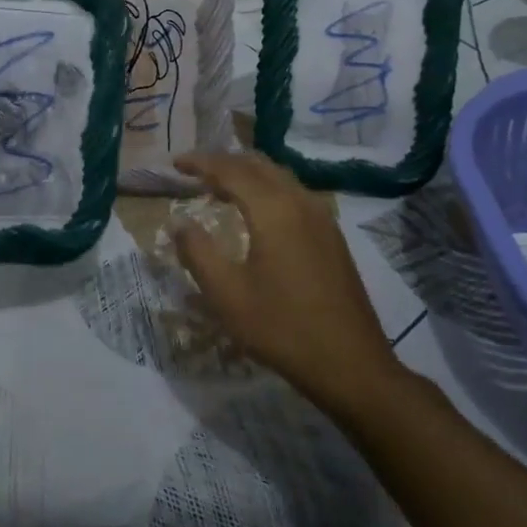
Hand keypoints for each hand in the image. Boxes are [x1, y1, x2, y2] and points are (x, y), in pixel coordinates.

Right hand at [172, 151, 399, 411]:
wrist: (351, 365)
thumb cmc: (281, 328)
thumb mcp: (226, 294)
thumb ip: (197, 252)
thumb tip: (179, 222)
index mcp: (274, 210)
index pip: (231, 170)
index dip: (200, 162)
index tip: (174, 163)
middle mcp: (300, 202)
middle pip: (258, 164)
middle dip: (224, 162)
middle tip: (194, 171)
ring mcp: (322, 217)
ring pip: (279, 176)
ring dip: (247, 173)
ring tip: (219, 187)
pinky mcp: (332, 236)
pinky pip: (293, 193)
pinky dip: (267, 189)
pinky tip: (256, 212)